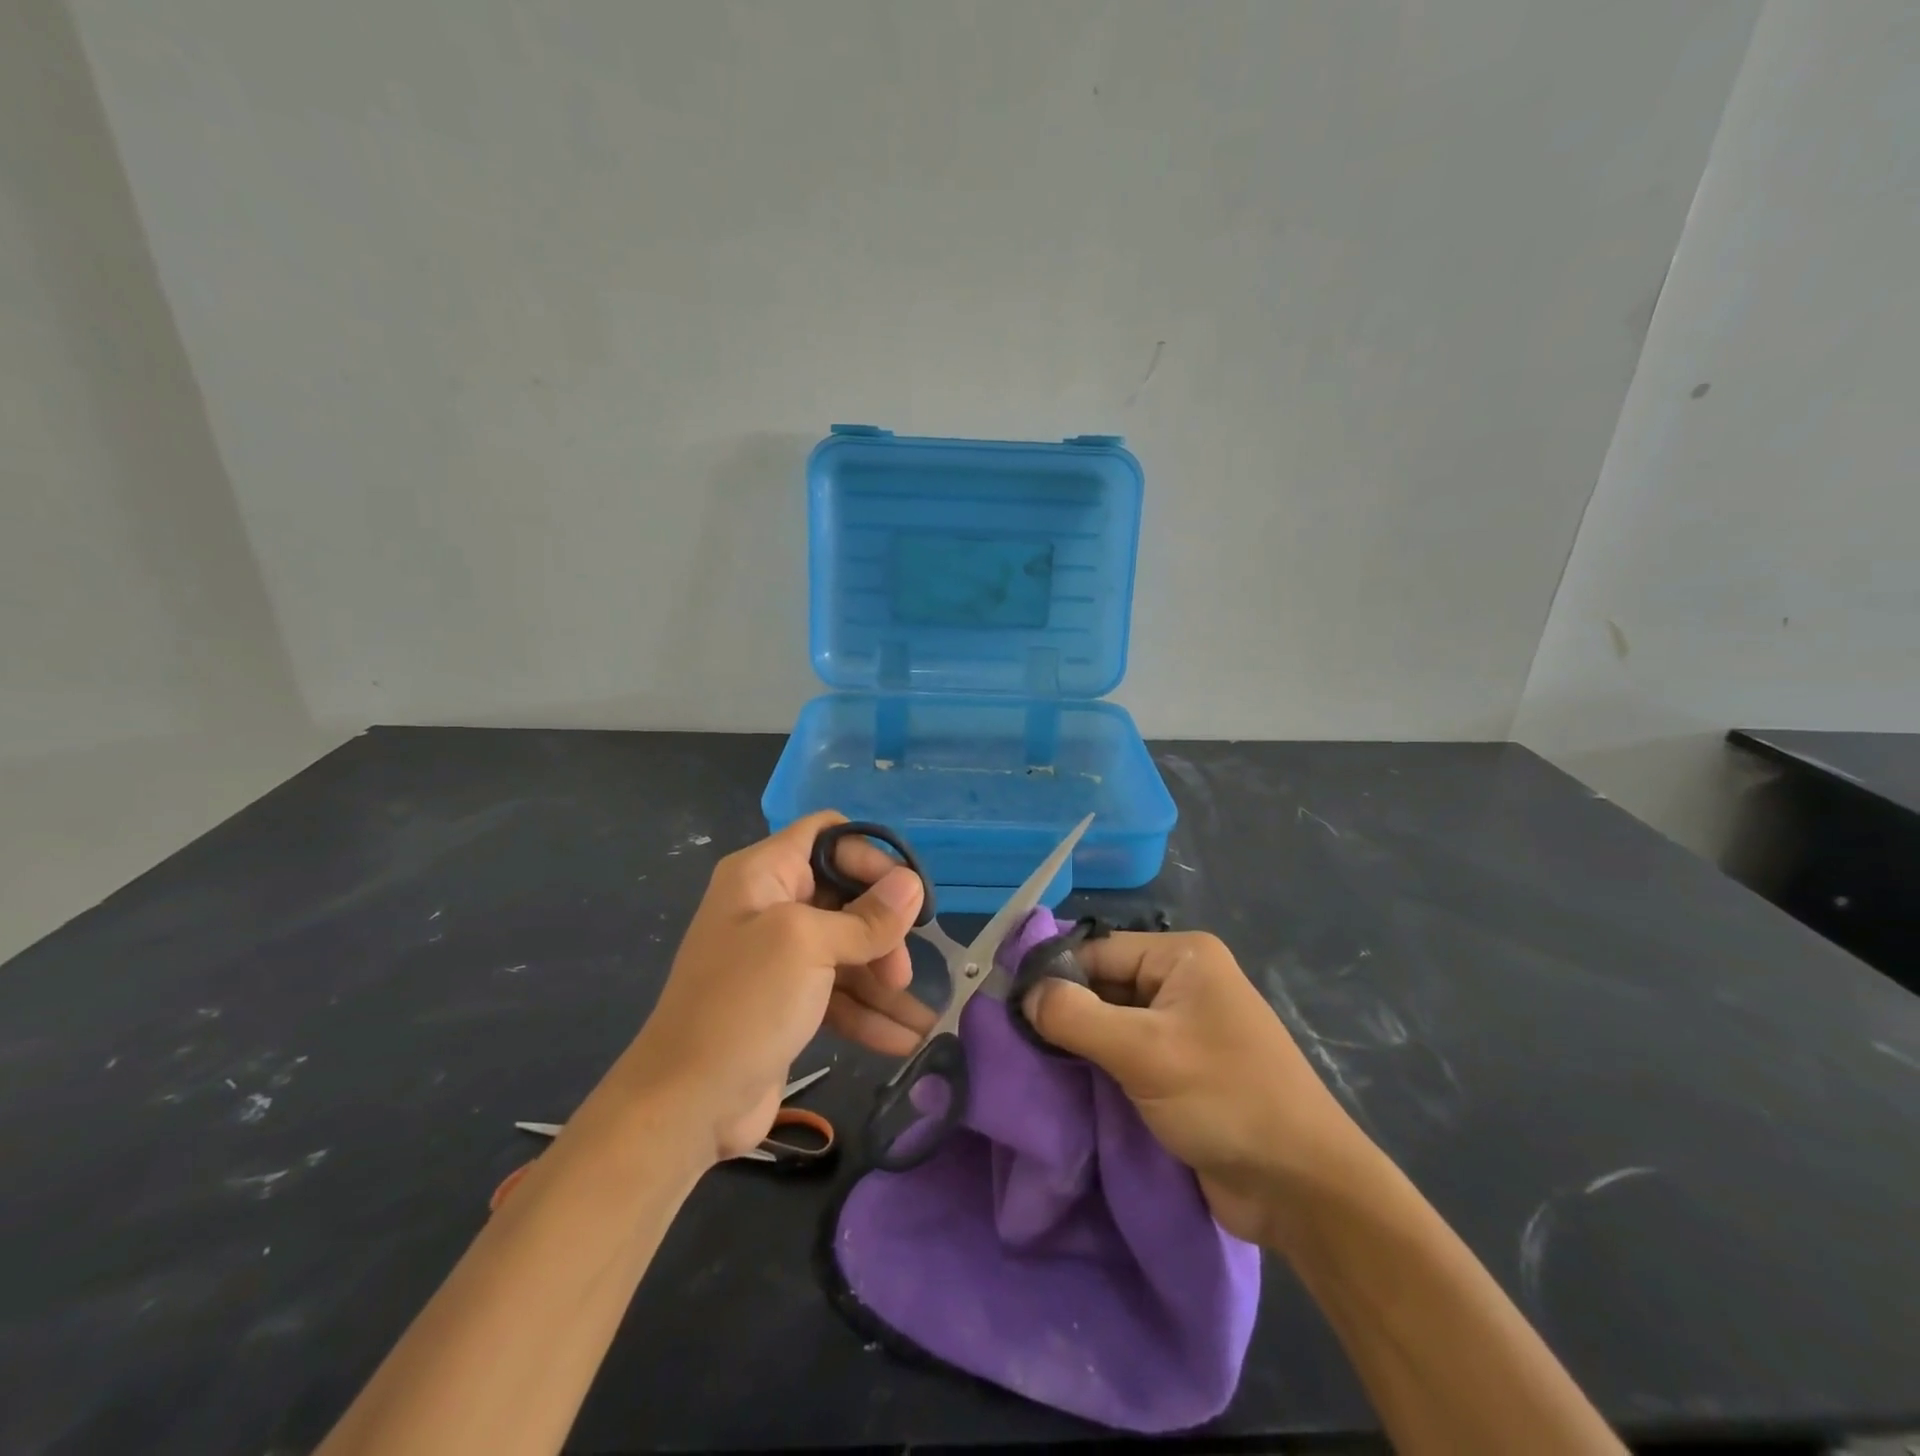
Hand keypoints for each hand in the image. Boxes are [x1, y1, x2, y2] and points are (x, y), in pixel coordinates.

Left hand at [615, 812, 925, 1162]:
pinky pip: (839, 992)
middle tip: (901, 971)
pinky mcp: (789, 1001)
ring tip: (922, 1017)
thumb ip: (866, 917)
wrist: (687, 1104)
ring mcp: (780, 957)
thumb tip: (914, 884)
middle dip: (883, 931)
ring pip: (849, 950)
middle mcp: (772, 906)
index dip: (870, 857)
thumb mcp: (808, 946)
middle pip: (846, 896)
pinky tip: (906, 1040)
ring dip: (884, 981)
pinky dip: (870, 1013)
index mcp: (764, 874)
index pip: (828, 836)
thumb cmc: (745, 1003)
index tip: (905, 895)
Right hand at [1022, 931, 1369, 1244]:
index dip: (1053, 976)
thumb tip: (1024, 994)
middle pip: (1103, 984)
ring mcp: (1183, 1026)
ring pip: (1111, 1021)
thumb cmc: (1226, 1099)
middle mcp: (1182, 981)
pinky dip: (1097, 1066)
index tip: (1007, 1008)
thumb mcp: (1144, 1052)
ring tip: (1029, 1063)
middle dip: (1064, 1011)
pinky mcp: (1181, 1068)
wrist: (1303, 1189)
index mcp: (1182, 956)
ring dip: (1078, 1043)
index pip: (1097, 951)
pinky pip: (1126, 1053)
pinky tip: (1063, 1083)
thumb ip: (1076, 1016)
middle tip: (1013, 1040)